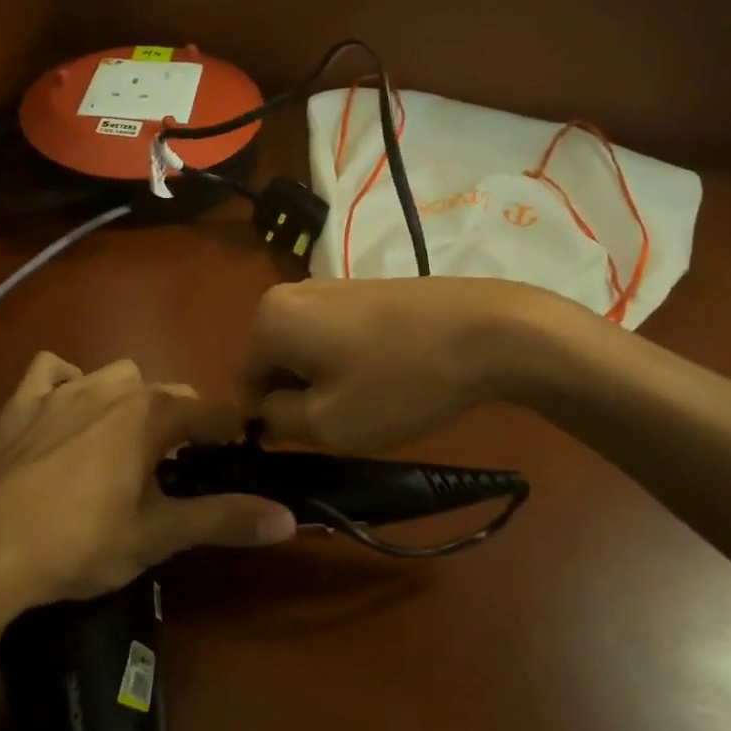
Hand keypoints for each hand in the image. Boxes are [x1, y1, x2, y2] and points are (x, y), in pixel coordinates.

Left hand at [0, 354, 297, 622]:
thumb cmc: (80, 542)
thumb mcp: (158, 535)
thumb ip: (224, 519)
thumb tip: (287, 519)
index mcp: (152, 413)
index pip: (214, 411)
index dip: (233, 432)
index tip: (240, 456)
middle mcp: (113, 387)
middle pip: (168, 393)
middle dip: (183, 421)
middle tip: (180, 469)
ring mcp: (62, 390)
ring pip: (116, 376)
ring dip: (130, 401)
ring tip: (124, 445)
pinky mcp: (22, 403)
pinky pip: (52, 372)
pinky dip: (66, 383)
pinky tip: (65, 413)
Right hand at [243, 277, 539, 452]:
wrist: (486, 330)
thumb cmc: (398, 382)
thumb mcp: (328, 422)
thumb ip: (276, 422)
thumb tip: (260, 415)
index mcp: (268, 319)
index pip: (244, 385)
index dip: (268, 423)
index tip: (306, 444)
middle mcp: (288, 293)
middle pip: (274, 364)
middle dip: (298, 398)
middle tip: (342, 424)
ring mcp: (328, 286)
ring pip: (306, 352)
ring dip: (325, 382)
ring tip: (369, 402)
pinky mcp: (362, 289)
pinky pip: (334, 335)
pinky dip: (349, 363)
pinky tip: (386, 378)